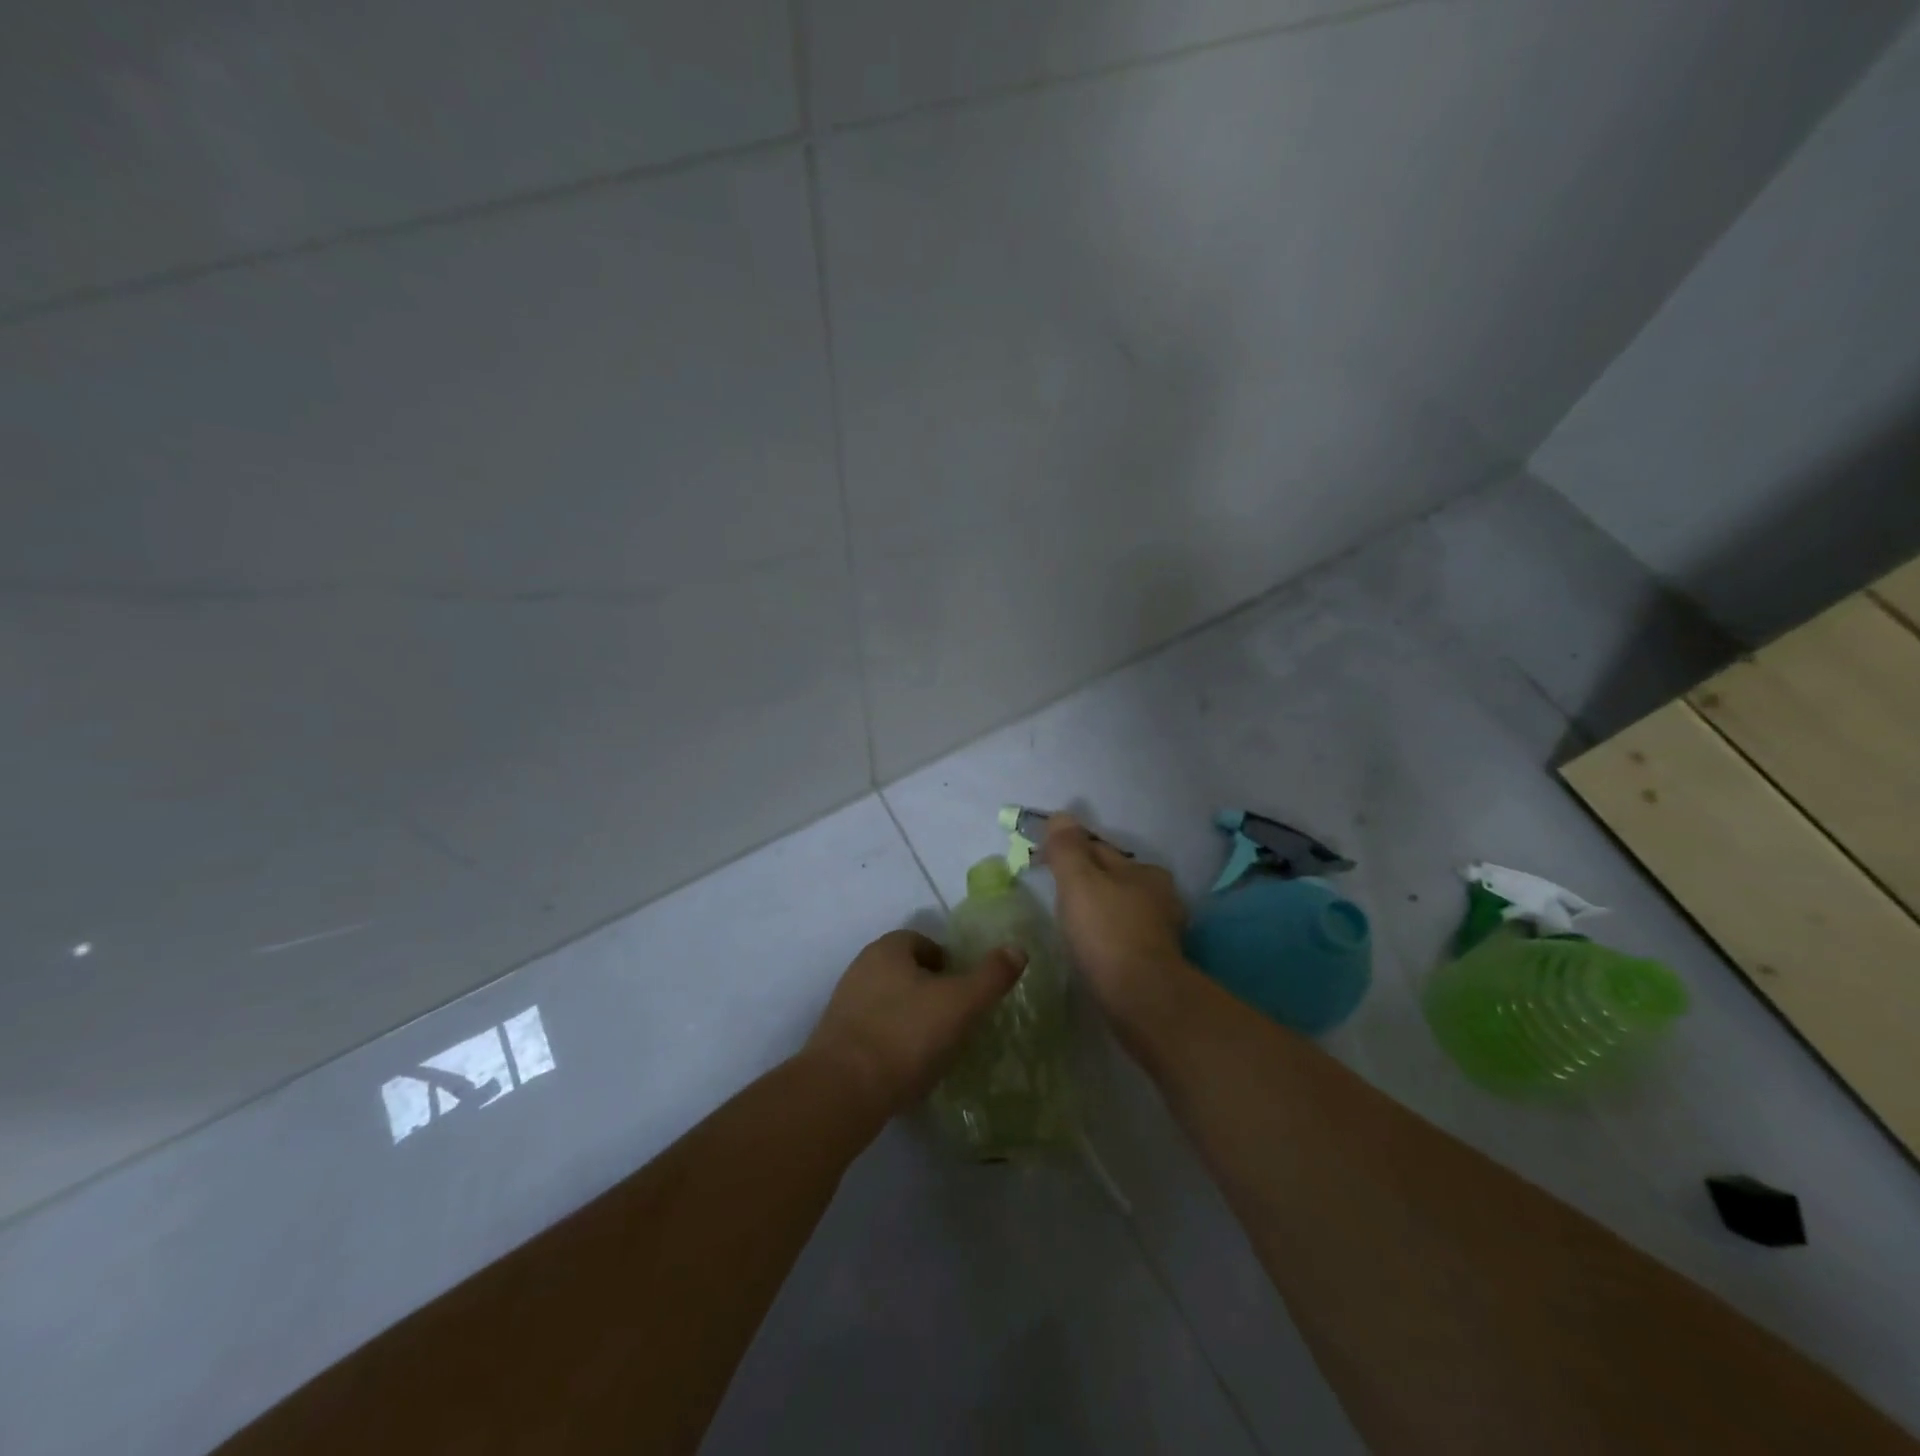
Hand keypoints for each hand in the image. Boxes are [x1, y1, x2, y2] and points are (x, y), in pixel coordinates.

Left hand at [805, 929, 1025, 1117]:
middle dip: (931, 990)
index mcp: (888, 949)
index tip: (966, 991)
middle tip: (956, 1019)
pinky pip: (874, 1032)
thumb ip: (991, 976)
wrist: (843, 1090)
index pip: (923, 942)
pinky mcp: (836, 1041)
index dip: (949, 963)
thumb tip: (1018, 949)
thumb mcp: (961, 1003)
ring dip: (912, 1018)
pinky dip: (893, 1043)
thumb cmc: (907, 1035)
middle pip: (906, 972)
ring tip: (935, 1048)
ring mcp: (844, 1005)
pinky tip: (907, 1068)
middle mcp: (862, 968)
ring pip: (890, 1002)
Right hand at [1042, 815, 1190, 1029]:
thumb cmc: (1107, 932)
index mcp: (1146, 871)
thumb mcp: (1079, 882)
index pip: (1098, 850)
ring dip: (1097, 912)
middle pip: (1111, 880)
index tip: (1040, 865)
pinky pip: (1122, 938)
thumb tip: (1061, 816)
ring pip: (1118, 909)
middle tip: (1052, 895)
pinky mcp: (1157, 963)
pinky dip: (1105, 938)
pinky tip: (1091, 949)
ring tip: (1069, 923)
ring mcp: (1162, 932)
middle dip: (1086, 882)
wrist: (1142, 1000)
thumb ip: (1067, 848)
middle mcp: (1161, 896)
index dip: (1067, 853)